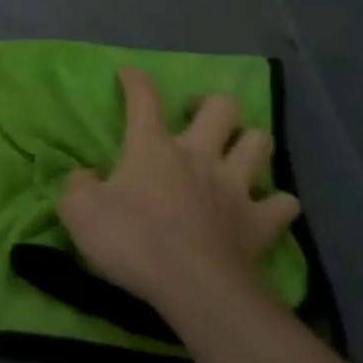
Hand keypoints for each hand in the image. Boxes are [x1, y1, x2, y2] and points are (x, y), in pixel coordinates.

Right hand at [57, 68, 299, 319]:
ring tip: (234, 152)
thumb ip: (78, 186)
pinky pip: (284, 202)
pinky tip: (265, 206)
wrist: (194, 288)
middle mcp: (198, 155)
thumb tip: (85, 176)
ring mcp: (235, 187)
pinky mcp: (261, 224)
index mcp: (152, 146)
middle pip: (220, 107)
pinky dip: (276, 201)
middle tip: (194, 117)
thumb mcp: (78, 211)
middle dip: (209, 104)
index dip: (135, 80)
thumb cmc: (132, 242)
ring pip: (259, 143)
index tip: (128, 74)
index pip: (143, 98)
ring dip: (248, 142)